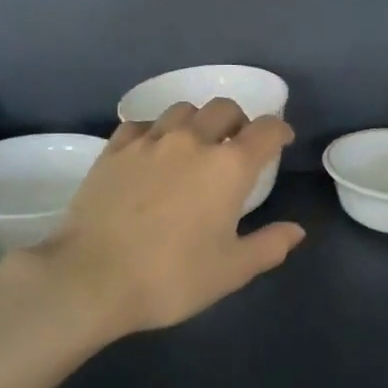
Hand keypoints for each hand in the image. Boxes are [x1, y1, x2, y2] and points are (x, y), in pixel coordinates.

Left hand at [21, 99, 305, 337]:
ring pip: (182, 110)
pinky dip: (156, 131)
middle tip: (238, 145)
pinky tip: (152, 152)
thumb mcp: (231, 270)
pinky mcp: (113, 150)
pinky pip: (142, 125)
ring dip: (198, 121)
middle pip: (224, 108)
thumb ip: (269, 246)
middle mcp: (192, 141)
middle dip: (239, 121)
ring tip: (195, 145)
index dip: (280, 131)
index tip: (282, 141)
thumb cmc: (170, 277)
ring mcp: (149, 142)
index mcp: (229, 167)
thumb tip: (296, 231)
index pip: (266, 131)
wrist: (90, 278)